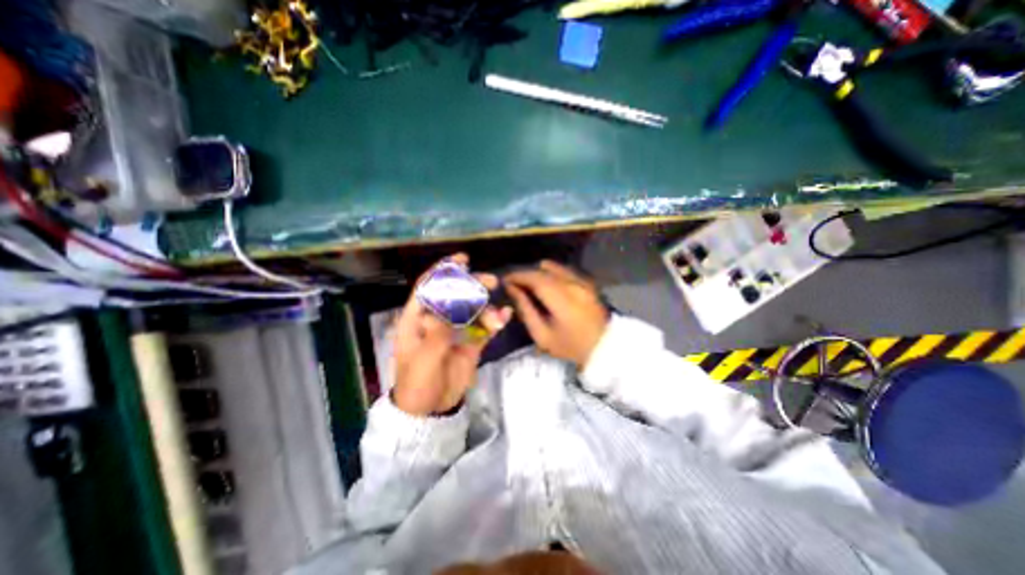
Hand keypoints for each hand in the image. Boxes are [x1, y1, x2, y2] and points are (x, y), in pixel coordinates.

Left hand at [391, 255, 510, 414]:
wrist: (431, 409)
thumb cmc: (417, 383)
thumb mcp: (423, 360)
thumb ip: (436, 334)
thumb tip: (447, 310)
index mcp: (418, 319)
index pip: (428, 287)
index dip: (443, 271)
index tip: (462, 261)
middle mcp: (438, 319)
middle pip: (455, 294)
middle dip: (473, 285)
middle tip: (491, 282)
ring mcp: (456, 330)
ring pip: (473, 309)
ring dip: (487, 308)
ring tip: (497, 315)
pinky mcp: (471, 342)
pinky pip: (484, 327)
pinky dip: (495, 321)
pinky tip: (505, 316)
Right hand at [504, 260, 606, 368]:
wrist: (604, 347)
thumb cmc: (570, 346)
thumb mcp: (542, 335)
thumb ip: (526, 310)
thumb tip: (512, 290)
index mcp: (562, 299)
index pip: (535, 278)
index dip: (518, 276)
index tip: (505, 280)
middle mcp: (573, 284)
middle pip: (543, 270)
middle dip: (525, 274)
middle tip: (513, 283)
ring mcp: (582, 281)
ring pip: (554, 266)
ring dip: (538, 272)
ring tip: (529, 284)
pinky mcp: (587, 282)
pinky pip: (564, 270)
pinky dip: (551, 273)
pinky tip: (546, 285)